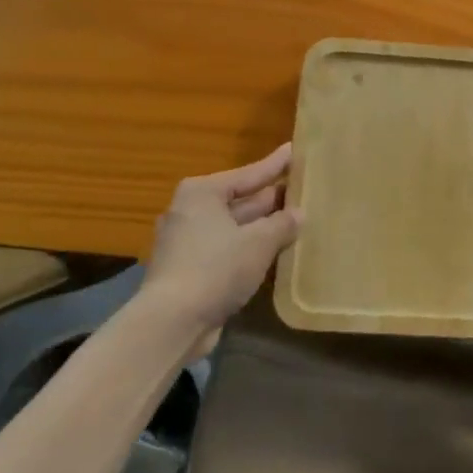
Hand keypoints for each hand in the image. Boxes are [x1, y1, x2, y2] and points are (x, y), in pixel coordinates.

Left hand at [139, 143, 300, 338]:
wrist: (171, 323)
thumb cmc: (216, 268)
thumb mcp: (259, 242)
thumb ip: (282, 224)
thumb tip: (299, 214)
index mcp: (202, 193)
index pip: (248, 174)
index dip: (275, 165)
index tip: (294, 149)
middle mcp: (190, 211)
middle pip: (239, 200)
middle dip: (270, 198)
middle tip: (301, 188)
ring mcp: (186, 242)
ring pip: (233, 227)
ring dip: (261, 227)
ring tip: (294, 219)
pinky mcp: (187, 270)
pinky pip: (226, 250)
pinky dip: (248, 249)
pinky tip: (273, 252)